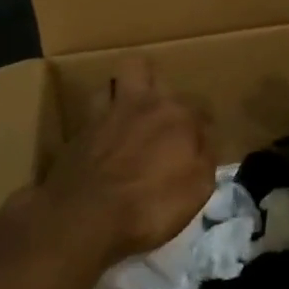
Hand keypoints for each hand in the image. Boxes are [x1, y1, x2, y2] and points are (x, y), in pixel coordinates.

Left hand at [44, 58, 213, 265]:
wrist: (86, 216)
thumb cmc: (150, 206)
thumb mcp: (197, 191)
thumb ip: (205, 158)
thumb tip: (204, 142)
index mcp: (178, 116)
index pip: (201, 106)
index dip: (203, 124)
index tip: (200, 143)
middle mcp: (145, 103)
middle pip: (150, 72)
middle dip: (158, 87)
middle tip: (161, 116)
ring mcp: (110, 111)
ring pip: (119, 77)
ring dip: (126, 88)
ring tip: (131, 111)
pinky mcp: (82, 127)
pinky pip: (97, 104)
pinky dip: (104, 113)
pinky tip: (106, 130)